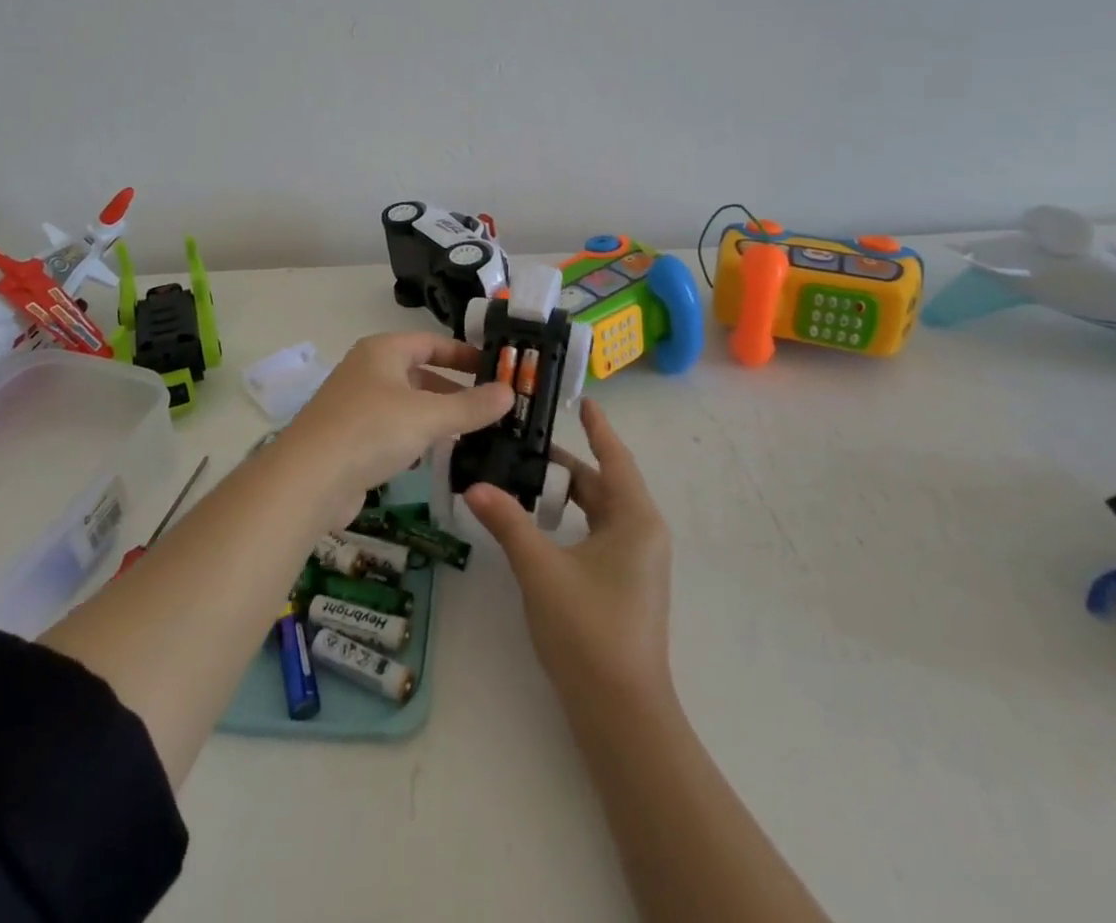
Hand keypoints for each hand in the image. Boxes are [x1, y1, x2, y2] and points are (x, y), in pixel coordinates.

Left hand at [282, 331, 513, 519]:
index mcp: (382, 351)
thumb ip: (471, 406)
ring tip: (474, 432)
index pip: (430, 342)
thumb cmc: (372, 430)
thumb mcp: (429, 416)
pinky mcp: (350, 439)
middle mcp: (367, 371)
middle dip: (454, 388)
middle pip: (419, 372)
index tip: (495, 368)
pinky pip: (393, 430)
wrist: (309, 479)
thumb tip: (509, 392)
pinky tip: (437, 454)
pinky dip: (417, 437)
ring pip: (407, 403)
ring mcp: (355, 405)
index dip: (463, 354)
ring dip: (437, 415)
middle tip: (491, 406)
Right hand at [464, 399, 673, 707]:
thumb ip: (507, 522)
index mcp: (635, 519)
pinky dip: (569, 519)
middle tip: (523, 442)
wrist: (621, 714)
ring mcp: (635, 562)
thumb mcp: (541, 569)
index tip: (582, 400)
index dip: (598, 427)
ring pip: (597, 511)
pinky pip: (596, 534)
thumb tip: (473, 485)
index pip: (615, 458)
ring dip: (564, 493)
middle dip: (564, 464)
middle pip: (602, 484)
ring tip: (522, 476)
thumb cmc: (588, 630)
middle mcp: (641, 533)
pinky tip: (538, 523)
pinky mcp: (624, 584)